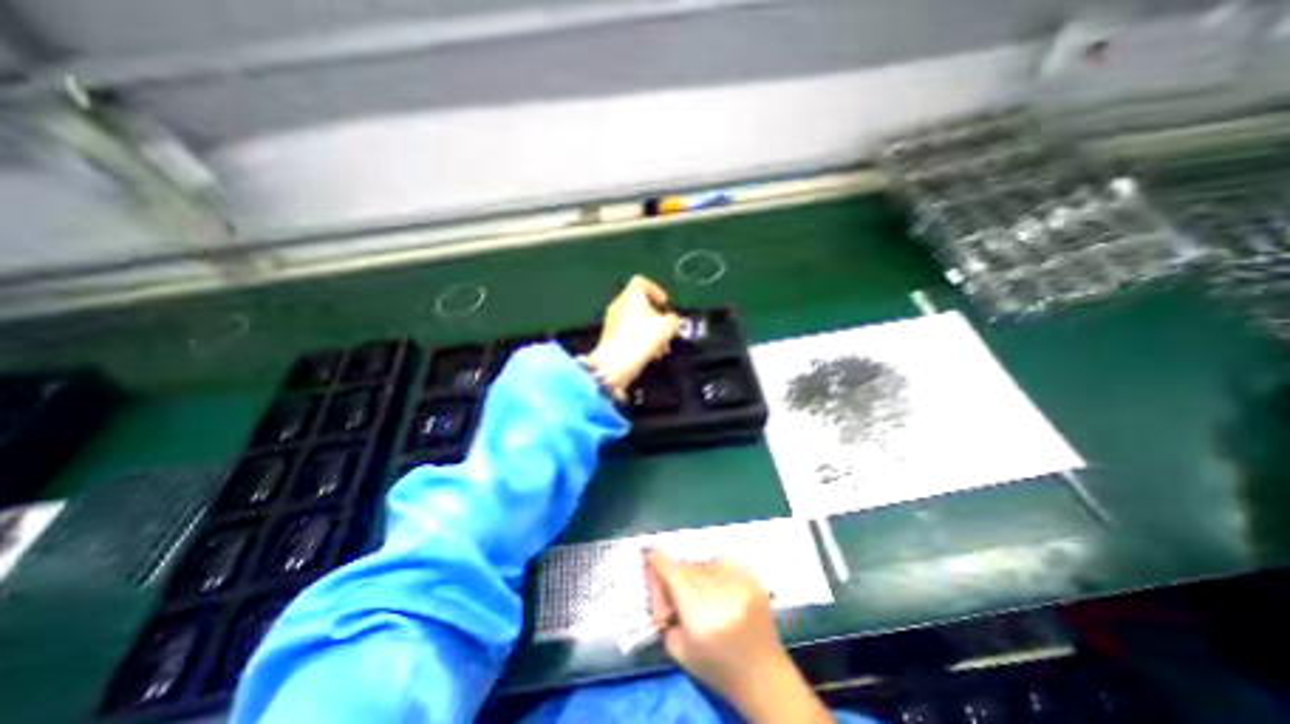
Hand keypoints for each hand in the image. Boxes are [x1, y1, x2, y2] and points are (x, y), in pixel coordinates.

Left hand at [589, 273, 683, 397]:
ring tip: (661, 349)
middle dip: (657, 318)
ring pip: (636, 321)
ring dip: (651, 332)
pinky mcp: (610, 338)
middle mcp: (619, 306)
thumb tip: (672, 320)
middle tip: (666, 331)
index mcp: (630, 297)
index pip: (641, 282)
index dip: (655, 289)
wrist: (613, 365)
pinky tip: (650, 355)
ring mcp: (612, 322)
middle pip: (640, 304)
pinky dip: (641, 340)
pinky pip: (629, 333)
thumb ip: (673, 320)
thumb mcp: (666, 328)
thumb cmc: (640, 340)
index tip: (664, 303)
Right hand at [642, 551, 831, 721]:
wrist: (763, 674)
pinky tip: (719, 589)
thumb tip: (657, 579)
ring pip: (703, 563)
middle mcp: (718, 589)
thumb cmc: (716, 667)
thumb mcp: (678, 648)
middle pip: (685, 567)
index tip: (648, 555)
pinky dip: (715, 571)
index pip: (671, 571)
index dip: (657, 561)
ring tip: (702, 595)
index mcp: (697, 610)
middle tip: (677, 594)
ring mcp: (738, 580)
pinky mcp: (751, 576)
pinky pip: (722, 562)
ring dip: (696, 574)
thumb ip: (663, 612)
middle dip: (676, 576)